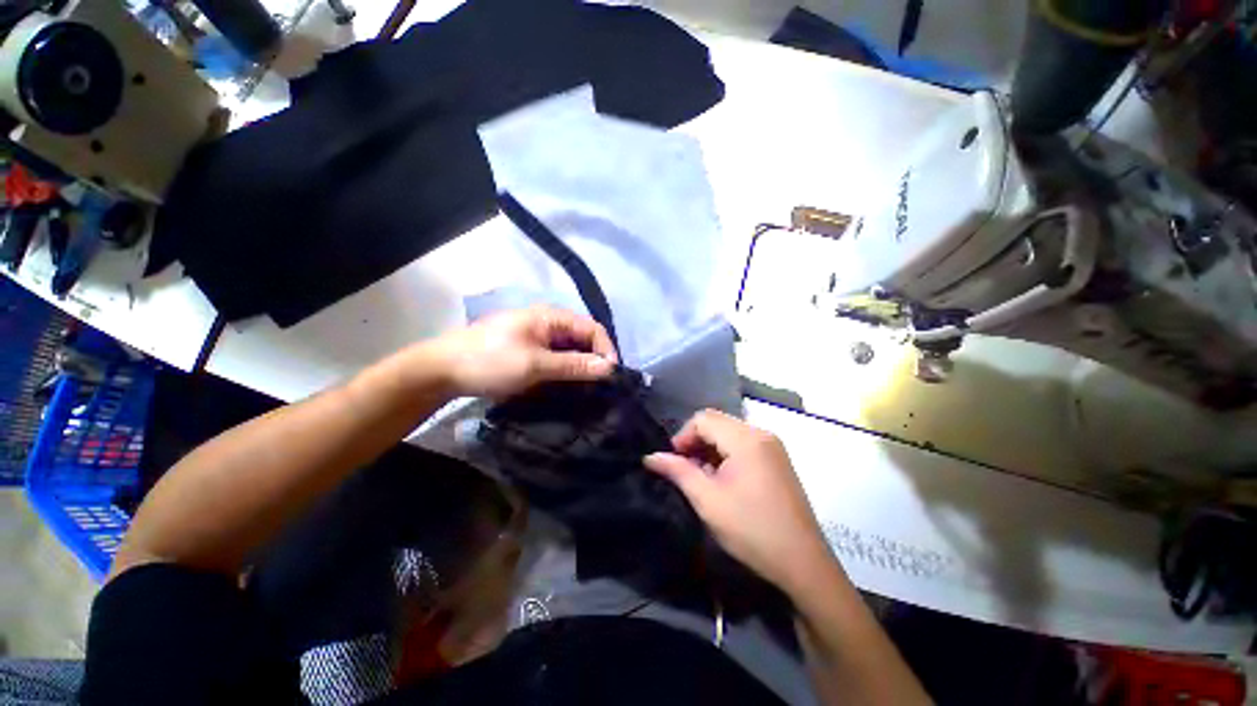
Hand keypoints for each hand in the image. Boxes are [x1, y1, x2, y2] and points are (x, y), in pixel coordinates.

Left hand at [430, 305, 617, 399]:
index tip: (611, 376)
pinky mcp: (529, 352)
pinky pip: (556, 360)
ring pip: (571, 351)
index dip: (606, 350)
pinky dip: (565, 372)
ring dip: (581, 368)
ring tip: (587, 391)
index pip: (592, 328)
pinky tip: (568, 388)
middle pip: (583, 339)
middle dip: (595, 360)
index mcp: (551, 317)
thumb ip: (574, 365)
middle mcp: (548, 324)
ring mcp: (538, 338)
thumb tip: (610, 368)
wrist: (442, 370)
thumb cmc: (490, 361)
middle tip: (601, 387)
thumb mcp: (535, 365)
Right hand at [645, 410, 834, 593]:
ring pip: (729, 433)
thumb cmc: (751, 530)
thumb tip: (650, 457)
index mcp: (746, 438)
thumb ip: (678, 472)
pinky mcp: (777, 460)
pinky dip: (726, 455)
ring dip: (710, 449)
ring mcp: (773, 446)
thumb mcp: (707, 500)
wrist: (803, 564)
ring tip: (701, 477)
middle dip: (695, 442)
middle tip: (685, 471)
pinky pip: (743, 444)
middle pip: (717, 422)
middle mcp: (761, 433)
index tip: (674, 463)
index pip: (703, 419)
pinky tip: (722, 479)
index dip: (682, 437)